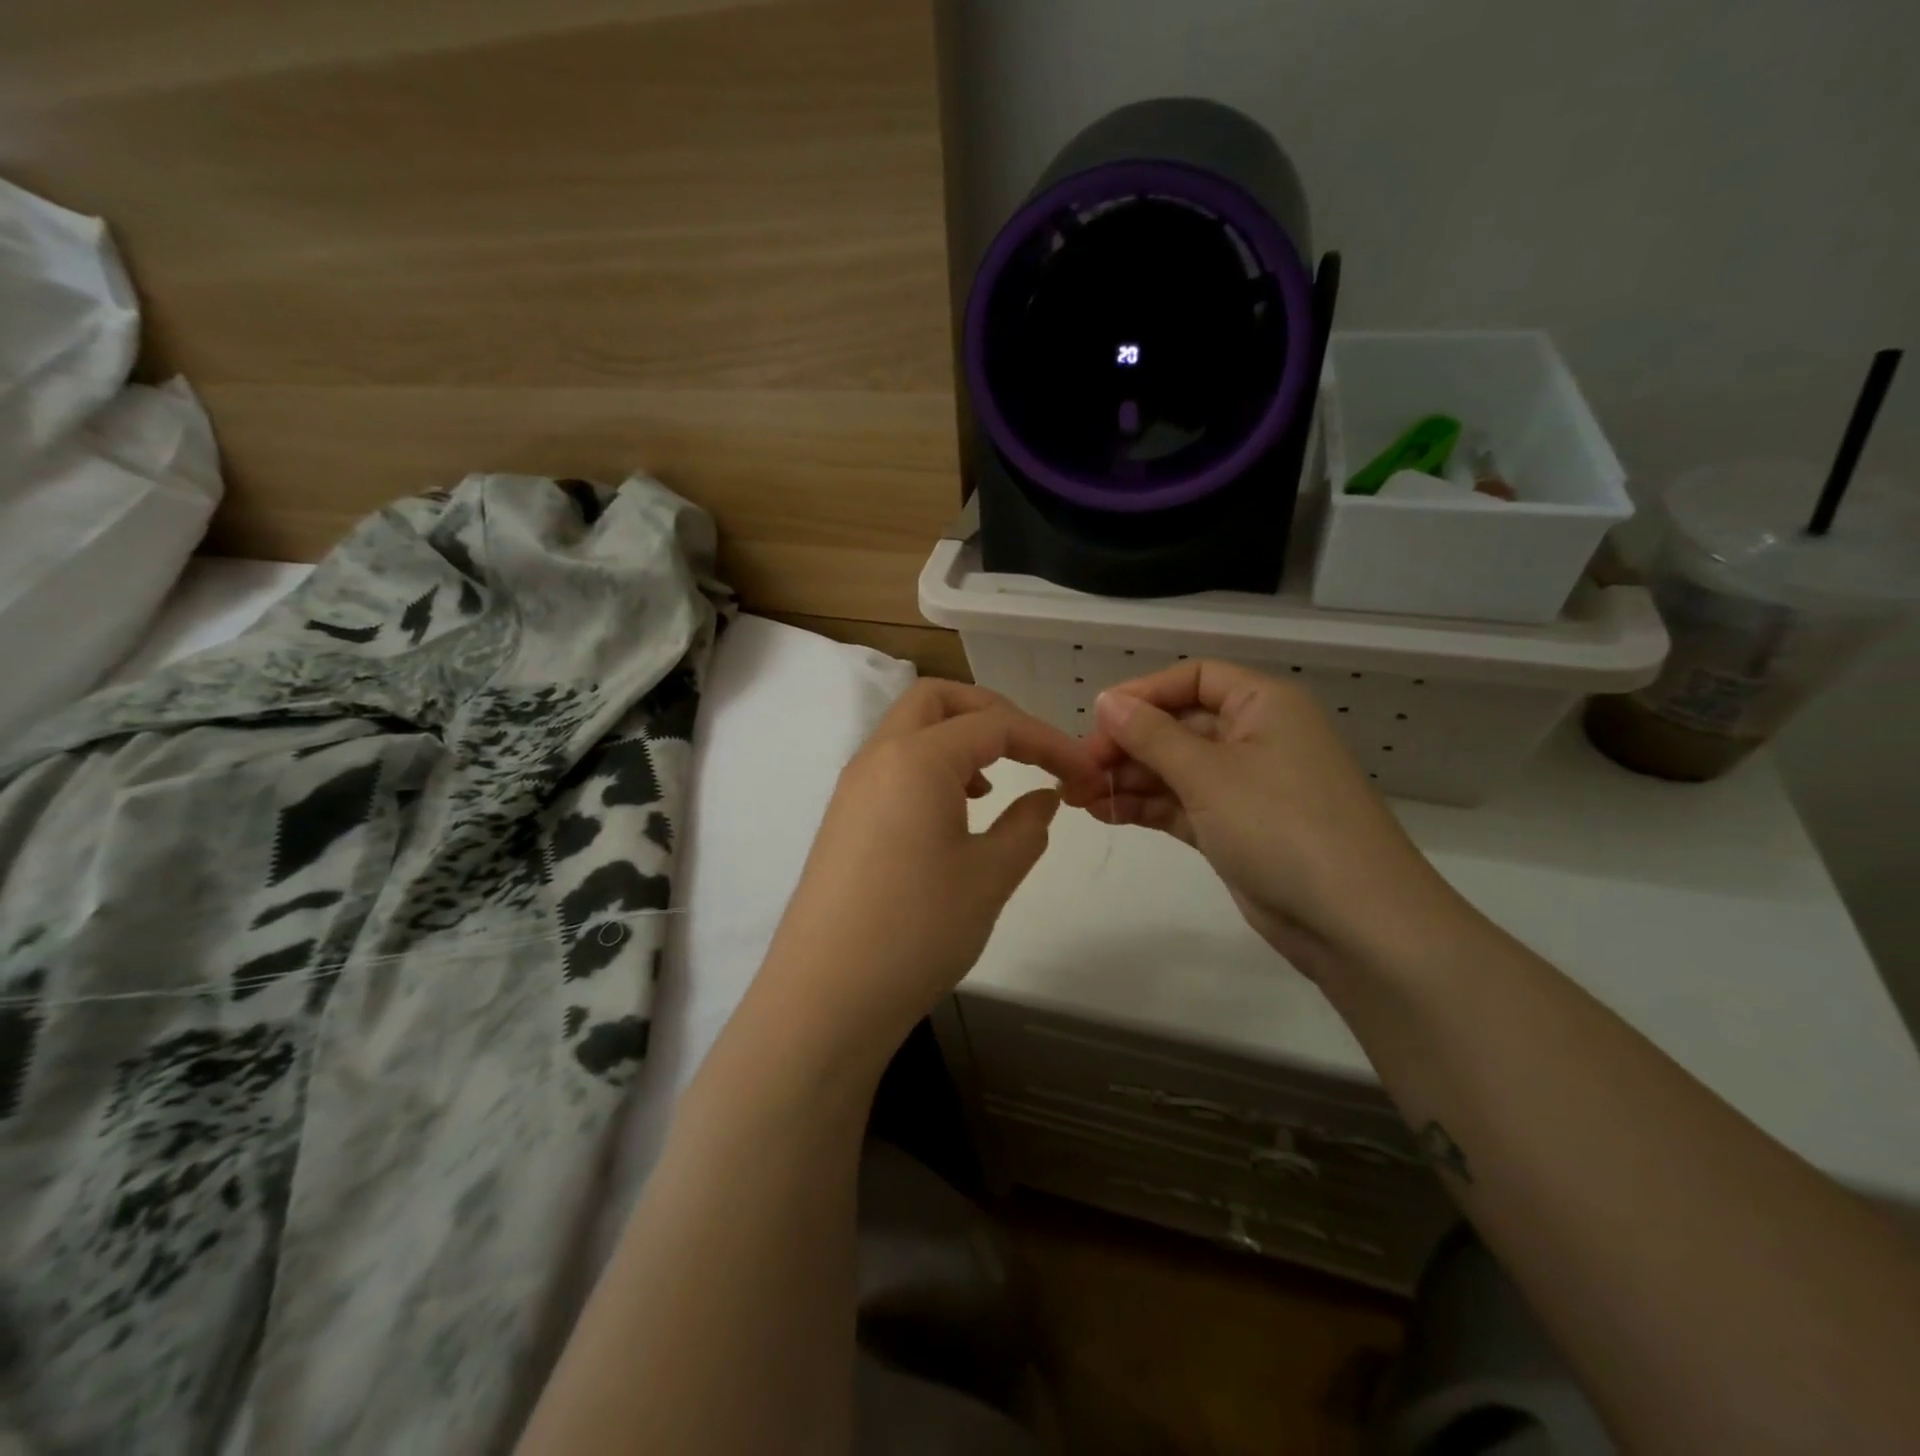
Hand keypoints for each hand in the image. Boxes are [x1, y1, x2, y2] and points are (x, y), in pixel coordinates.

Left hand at [756, 680, 1102, 1069]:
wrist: (827, 997)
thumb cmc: (917, 930)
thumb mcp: (989, 877)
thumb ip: (1027, 826)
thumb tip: (1044, 797)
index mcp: (917, 758)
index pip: (995, 724)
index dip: (1048, 741)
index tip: (1084, 773)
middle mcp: (878, 757)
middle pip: (937, 700)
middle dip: (991, 712)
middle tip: (1030, 751)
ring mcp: (853, 788)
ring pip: (910, 731)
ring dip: (957, 740)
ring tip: (993, 788)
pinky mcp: (843, 820)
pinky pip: (892, 768)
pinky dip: (931, 770)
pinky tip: (954, 817)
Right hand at [1071, 660, 1470, 982]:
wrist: (1355, 923)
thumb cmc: (1282, 826)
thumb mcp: (1209, 773)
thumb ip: (1151, 735)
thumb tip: (1106, 700)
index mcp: (1263, 705)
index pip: (1194, 678)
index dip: (1142, 693)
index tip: (1096, 719)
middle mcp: (1256, 737)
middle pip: (1179, 725)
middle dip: (1127, 744)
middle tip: (1077, 770)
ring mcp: (1246, 786)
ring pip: (1176, 769)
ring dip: (1128, 779)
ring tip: (1077, 796)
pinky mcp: (1236, 828)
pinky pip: (1182, 804)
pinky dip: (1146, 807)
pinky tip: (1105, 813)